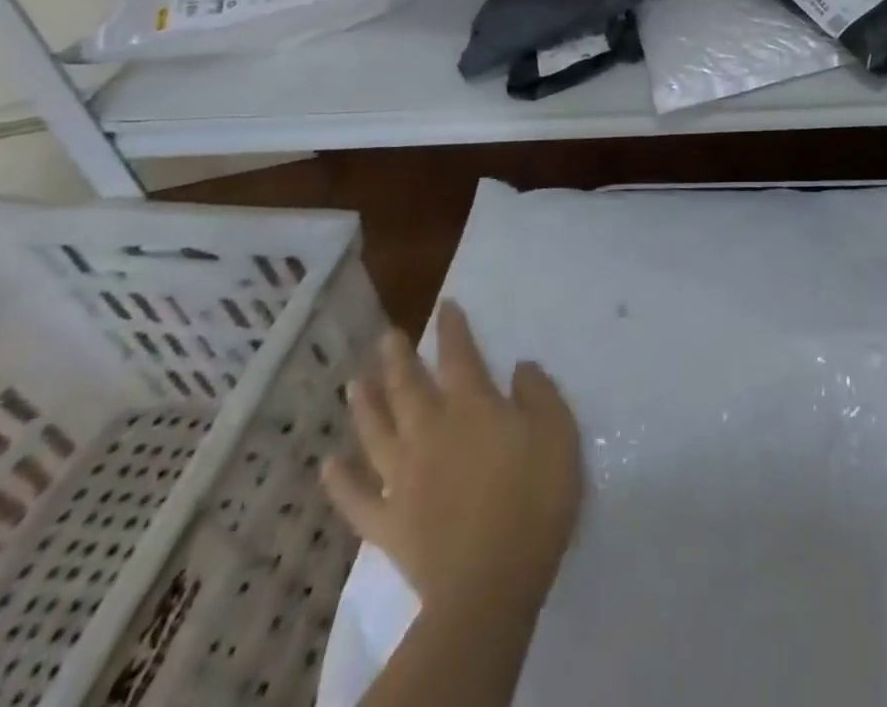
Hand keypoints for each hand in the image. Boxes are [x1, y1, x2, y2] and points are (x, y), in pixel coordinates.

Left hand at [323, 302, 583, 613]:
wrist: (492, 581)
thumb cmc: (534, 497)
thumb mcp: (558, 432)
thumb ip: (538, 393)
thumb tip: (519, 366)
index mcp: (472, 406)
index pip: (459, 355)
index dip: (452, 329)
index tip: (445, 306)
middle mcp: (430, 431)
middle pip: (408, 386)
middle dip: (397, 358)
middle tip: (386, 337)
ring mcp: (402, 477)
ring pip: (375, 431)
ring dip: (364, 405)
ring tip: (354, 383)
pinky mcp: (387, 522)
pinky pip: (355, 498)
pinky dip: (339, 481)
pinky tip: (329, 465)